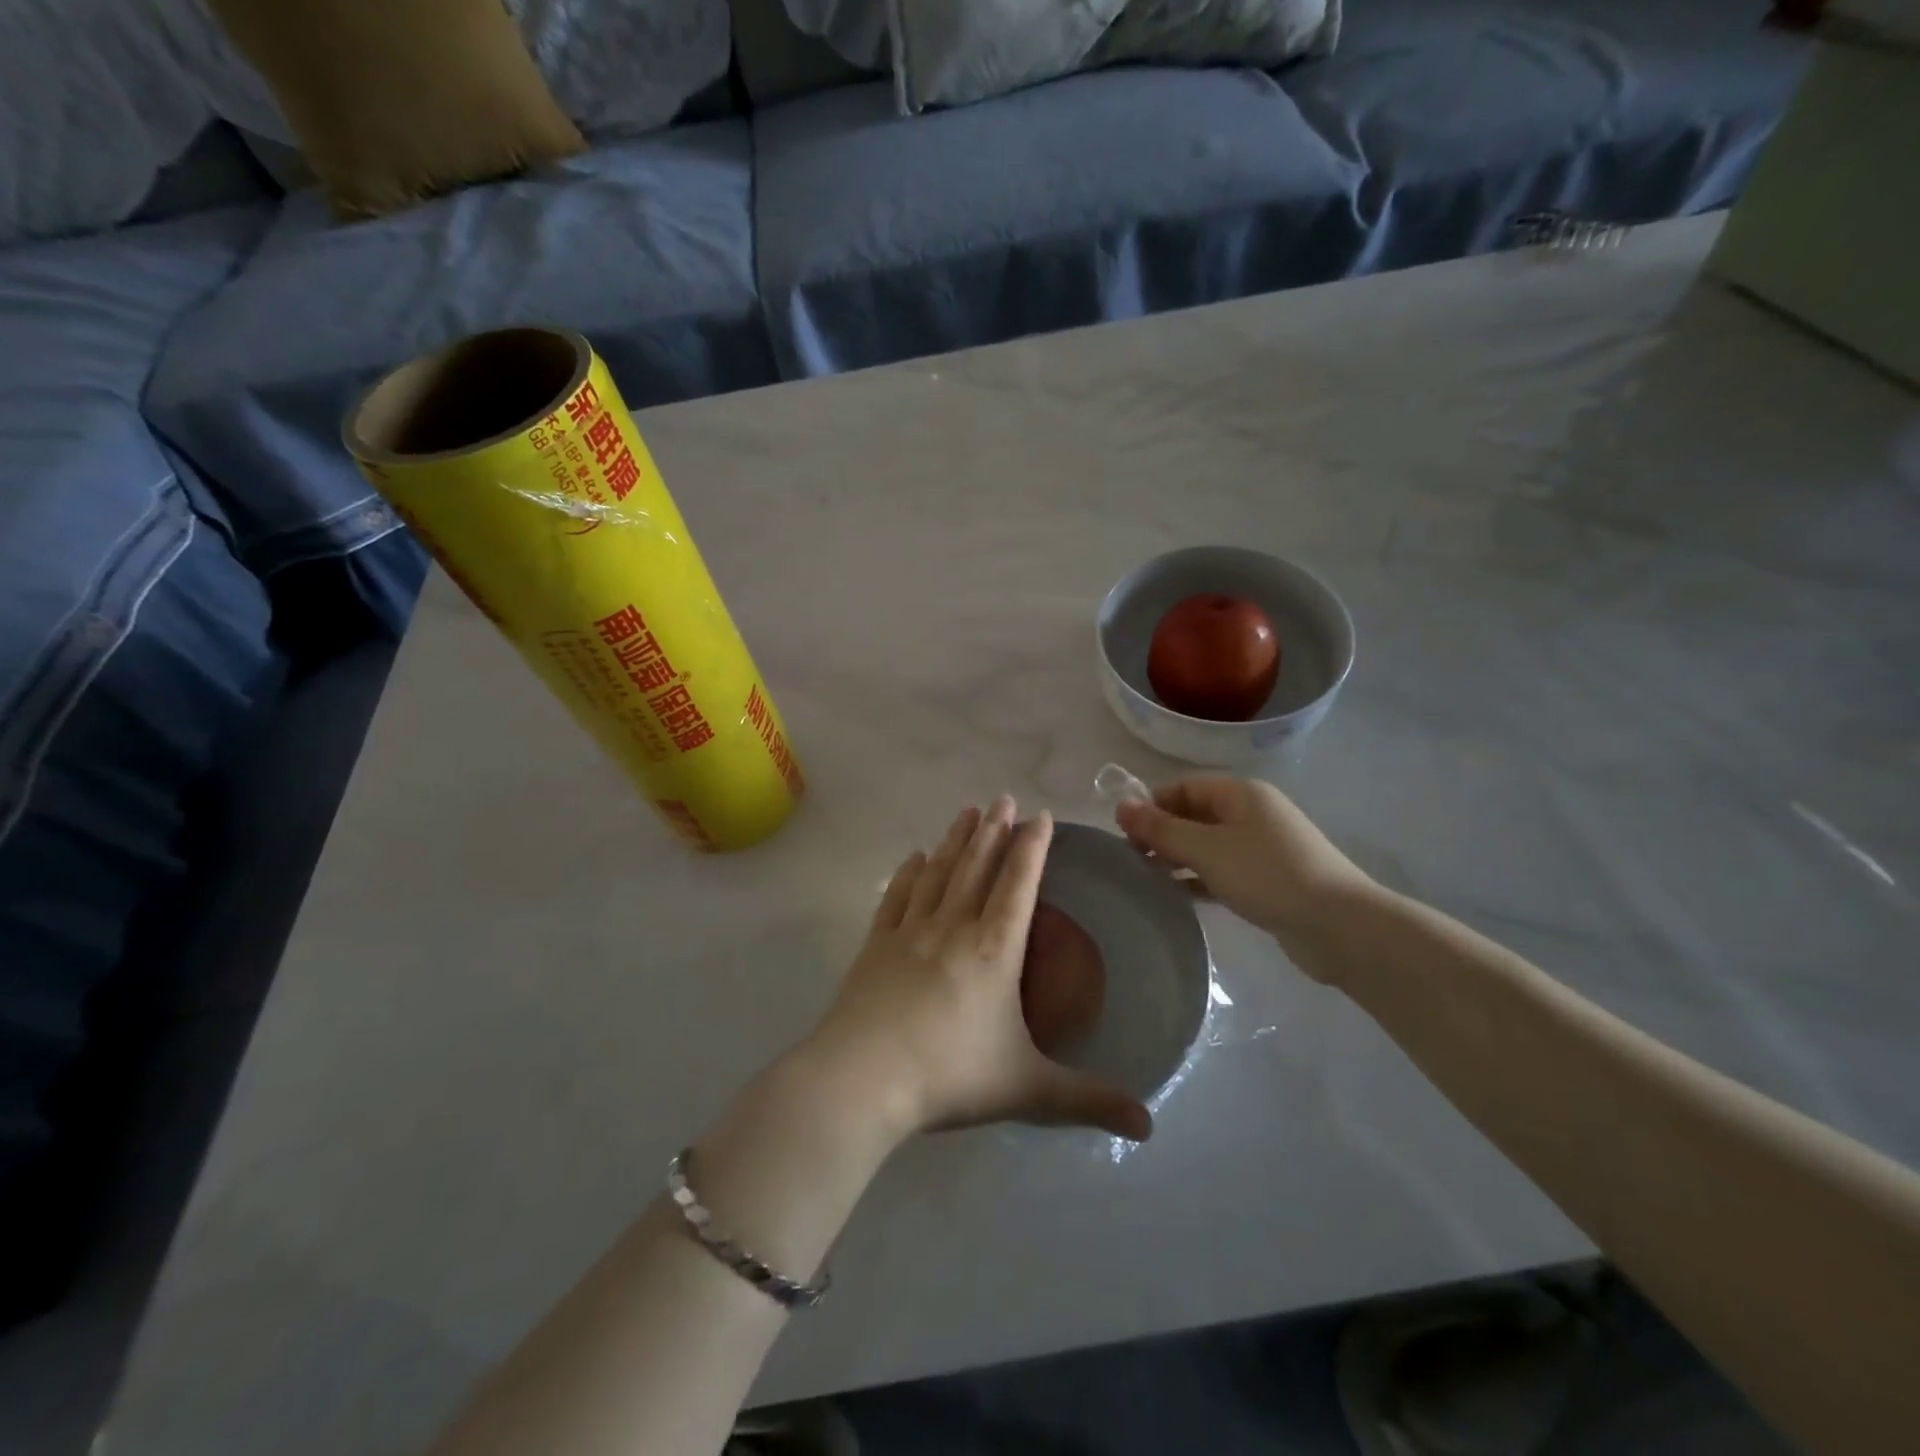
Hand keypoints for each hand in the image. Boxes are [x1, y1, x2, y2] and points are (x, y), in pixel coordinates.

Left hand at [803, 796, 1151, 1144]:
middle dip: (994, 830)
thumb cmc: (950, 1076)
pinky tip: (915, 857)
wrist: (861, 1078)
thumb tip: (1149, 1125)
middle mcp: (954, 927)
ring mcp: (910, 931)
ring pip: (940, 872)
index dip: (1032, 847)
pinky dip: (909, 873)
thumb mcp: (1027, 1090)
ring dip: (956, 839)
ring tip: (967, 811)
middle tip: (1003, 798)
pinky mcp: (876, 944)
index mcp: (995, 950)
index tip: (1040, 815)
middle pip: (978, 866)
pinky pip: (897, 896)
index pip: (1019, 884)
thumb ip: (1088, 1100)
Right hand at [1114, 778, 1374, 975]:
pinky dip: (1199, 879)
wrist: (1339, 926)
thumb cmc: (1268, 875)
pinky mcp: (1268, 880)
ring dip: (1178, 859)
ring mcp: (1263, 848)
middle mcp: (1252, 814)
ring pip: (1207, 845)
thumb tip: (1120, 806)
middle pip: (1194, 815)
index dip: (1151, 806)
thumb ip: (1161, 829)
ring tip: (1148, 881)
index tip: (1124, 835)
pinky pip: (1223, 871)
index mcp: (1241, 793)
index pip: (1183, 787)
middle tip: (1132, 862)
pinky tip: (1178, 897)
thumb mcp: (1206, 849)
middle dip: (1162, 834)